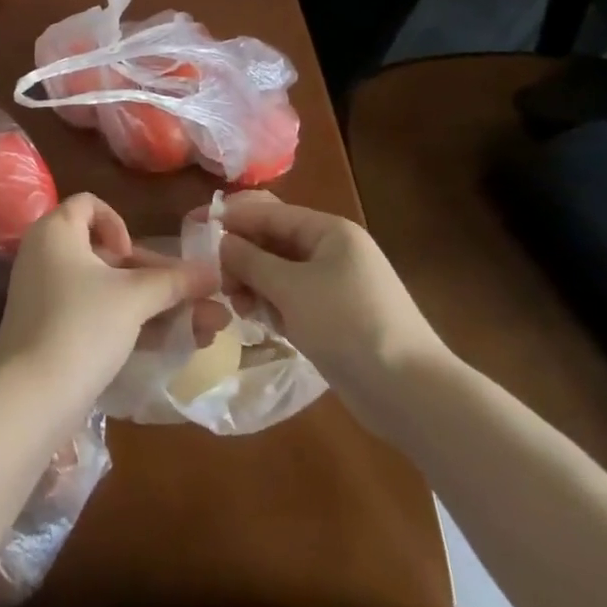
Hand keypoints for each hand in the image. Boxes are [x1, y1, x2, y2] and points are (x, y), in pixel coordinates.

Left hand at [0, 194, 219, 416]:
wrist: (30, 397)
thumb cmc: (81, 325)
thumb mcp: (133, 298)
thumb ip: (175, 282)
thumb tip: (214, 272)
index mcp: (56, 231)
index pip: (89, 204)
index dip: (118, 223)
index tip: (131, 256)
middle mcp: (46, 255)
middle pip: (107, 253)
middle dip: (158, 277)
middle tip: (197, 299)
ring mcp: (47, 296)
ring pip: (108, 290)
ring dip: (154, 305)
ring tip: (207, 328)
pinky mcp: (52, 331)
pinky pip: (96, 315)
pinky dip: (131, 324)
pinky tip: (173, 345)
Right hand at [218, 191, 453, 436]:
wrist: (411, 393)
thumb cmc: (348, 325)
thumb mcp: (291, 288)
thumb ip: (250, 261)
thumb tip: (221, 241)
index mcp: (329, 231)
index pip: (270, 212)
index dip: (233, 218)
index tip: (195, 227)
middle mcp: (332, 251)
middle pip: (274, 242)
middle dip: (242, 256)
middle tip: (213, 277)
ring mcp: (336, 286)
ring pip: (280, 273)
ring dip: (254, 284)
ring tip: (234, 304)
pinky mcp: (335, 318)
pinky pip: (293, 299)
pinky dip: (273, 305)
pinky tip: (255, 320)